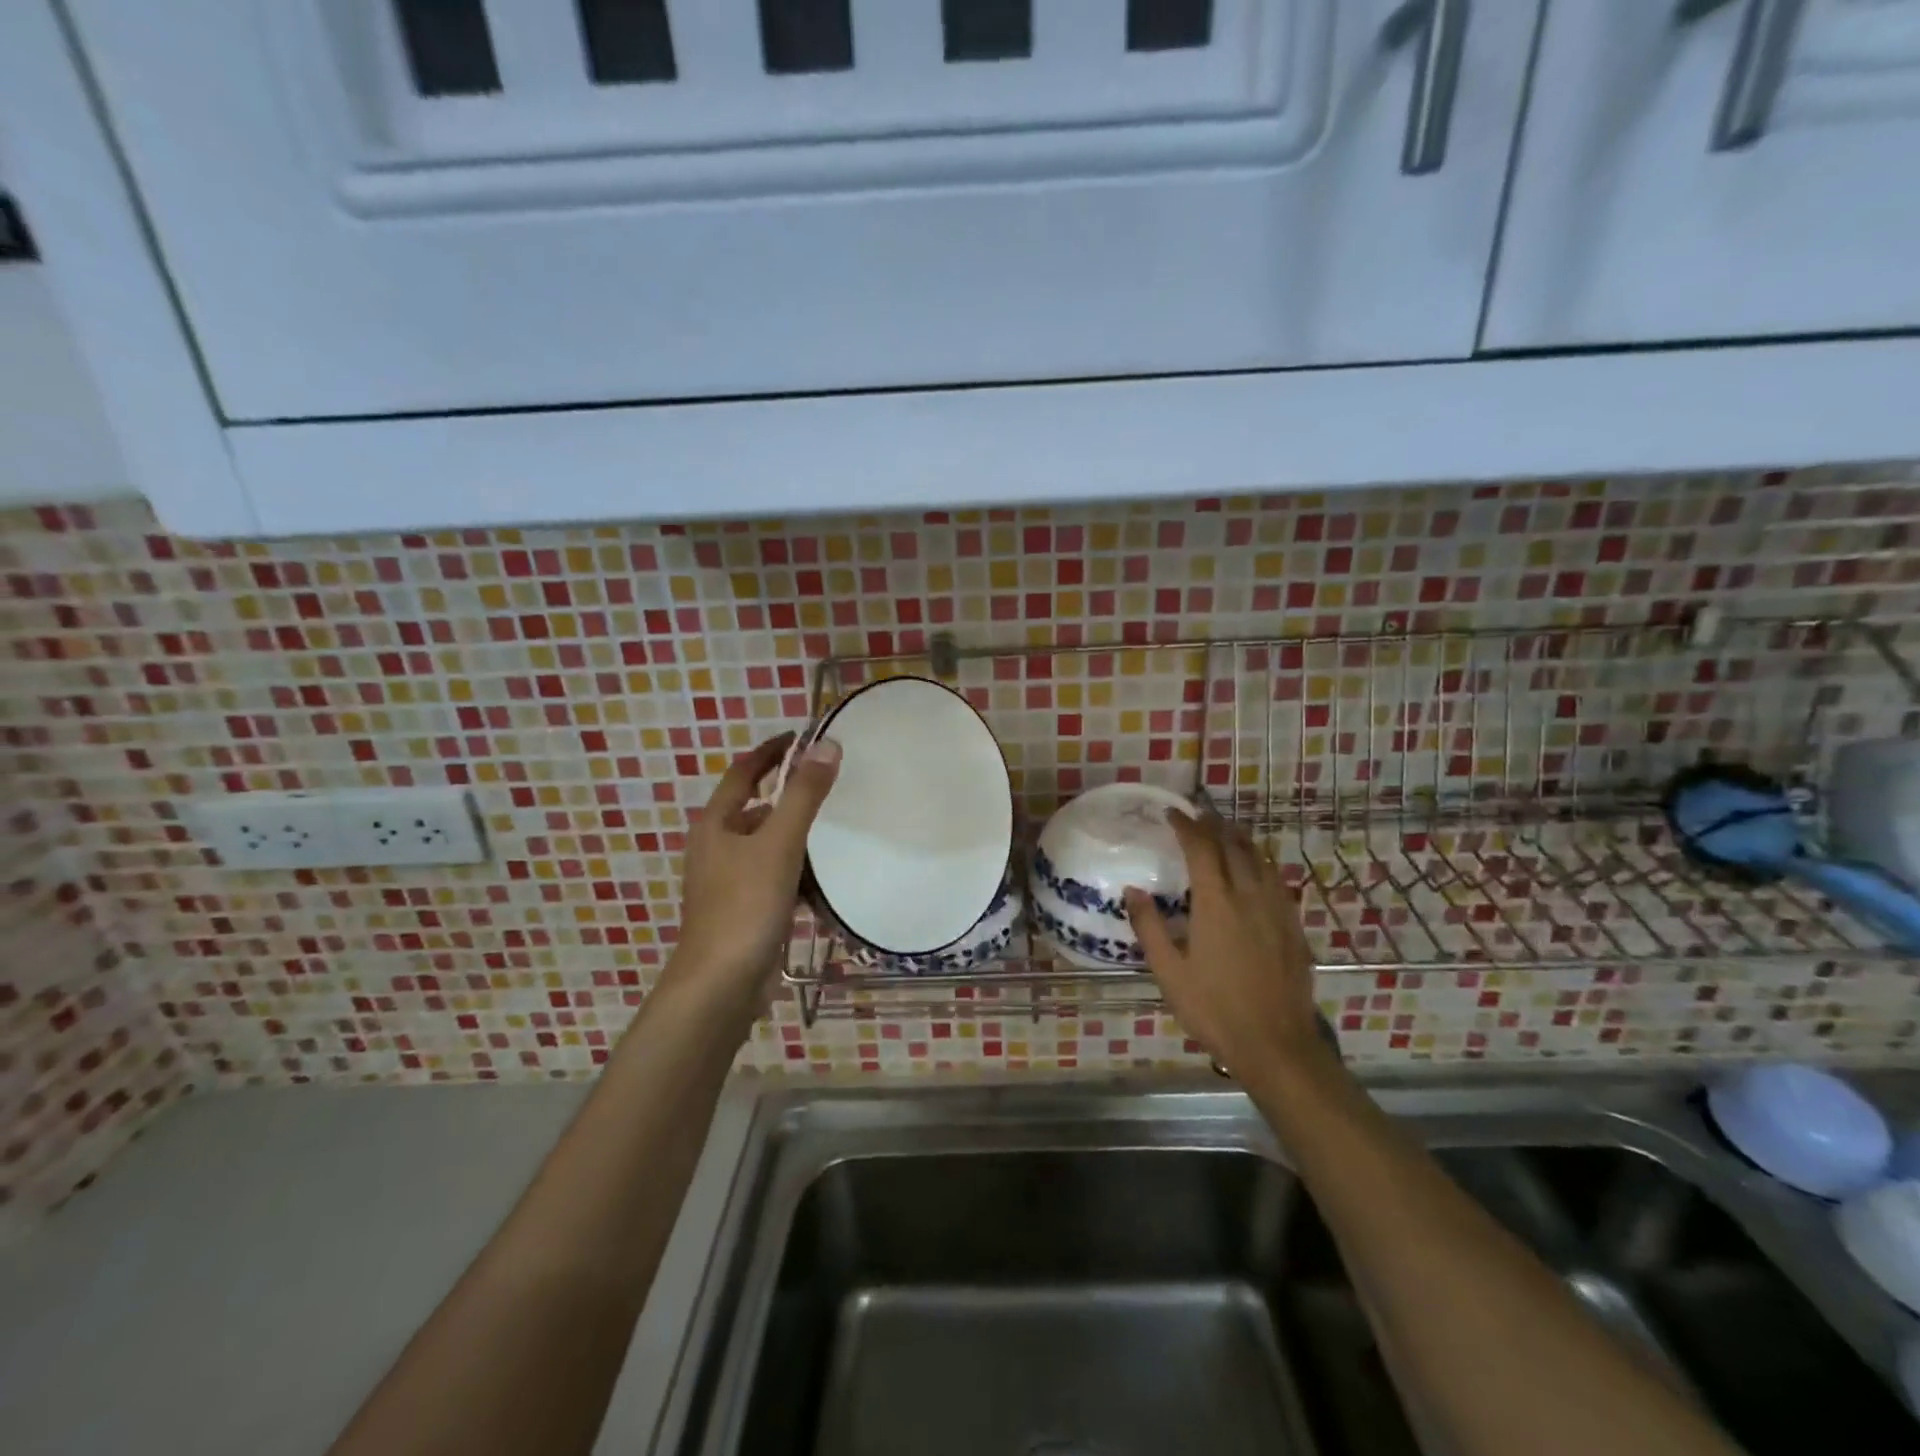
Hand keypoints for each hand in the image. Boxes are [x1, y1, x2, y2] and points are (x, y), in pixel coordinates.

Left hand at [663, 731, 840, 1019]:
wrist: (721, 984)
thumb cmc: (745, 905)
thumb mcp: (779, 843)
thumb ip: (804, 795)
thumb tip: (826, 745)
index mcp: (716, 824)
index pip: (744, 771)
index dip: (772, 751)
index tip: (802, 736)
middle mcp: (717, 847)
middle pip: (757, 808)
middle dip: (791, 795)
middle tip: (831, 784)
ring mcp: (729, 881)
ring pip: (768, 845)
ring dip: (797, 836)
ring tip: (837, 828)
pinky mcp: (744, 909)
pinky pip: (775, 876)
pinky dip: (797, 871)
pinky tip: (826, 879)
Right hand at [1125, 811, 1325, 1073]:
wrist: (1277, 1045)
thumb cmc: (1215, 1009)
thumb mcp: (1169, 973)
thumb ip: (1149, 927)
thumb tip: (1132, 890)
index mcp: (1216, 904)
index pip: (1201, 849)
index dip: (1187, 826)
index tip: (1173, 813)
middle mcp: (1249, 896)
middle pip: (1234, 846)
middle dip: (1214, 825)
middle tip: (1198, 816)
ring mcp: (1276, 910)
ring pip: (1260, 859)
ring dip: (1240, 839)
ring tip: (1226, 831)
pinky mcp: (1293, 926)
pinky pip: (1277, 880)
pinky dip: (1262, 862)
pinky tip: (1257, 869)